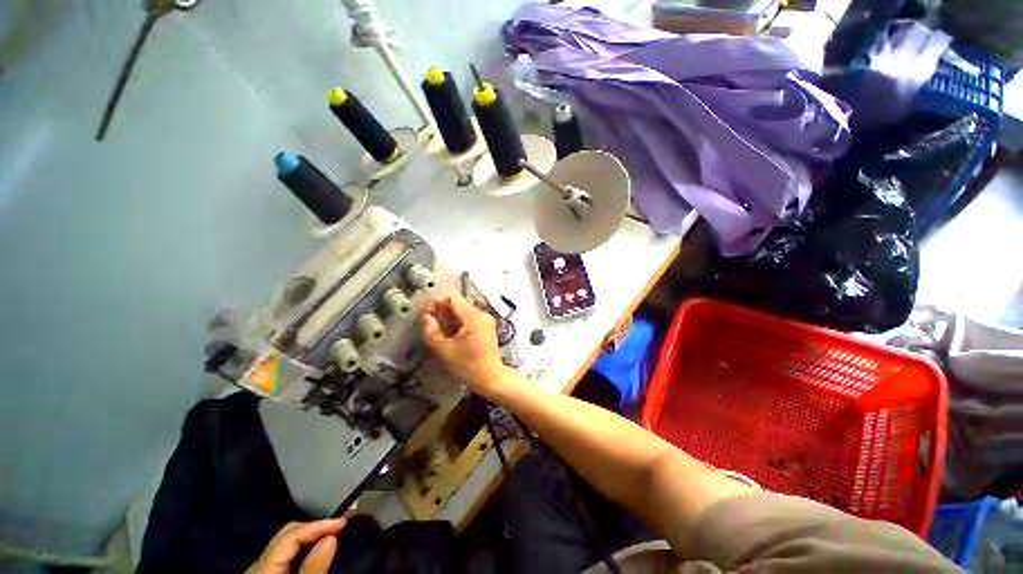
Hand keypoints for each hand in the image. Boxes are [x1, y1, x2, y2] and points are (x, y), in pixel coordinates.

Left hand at [247, 518, 345, 573]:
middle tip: (338, 526)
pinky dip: (302, 547)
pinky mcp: (266, 571)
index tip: (343, 520)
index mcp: (262, 565)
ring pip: (286, 542)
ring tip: (330, 534)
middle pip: (287, 534)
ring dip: (310, 536)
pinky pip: (284, 552)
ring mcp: (260, 567)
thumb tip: (332, 536)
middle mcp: (258, 562)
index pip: (291, 533)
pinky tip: (315, 547)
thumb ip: (314, 567)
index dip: (318, 524)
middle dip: (314, 527)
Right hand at [421, 294, 506, 392]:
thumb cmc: (468, 365)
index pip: (453, 298)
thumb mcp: (444, 350)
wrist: (491, 378)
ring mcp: (486, 320)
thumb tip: (425, 317)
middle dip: (443, 311)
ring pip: (463, 311)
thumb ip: (431, 331)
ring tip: (441, 332)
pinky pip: (470, 318)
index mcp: (473, 316)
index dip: (437, 302)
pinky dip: (459, 323)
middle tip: (431, 324)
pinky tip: (452, 336)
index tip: (427, 314)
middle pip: (459, 303)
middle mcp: (482, 314)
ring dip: (450, 318)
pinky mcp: (486, 327)